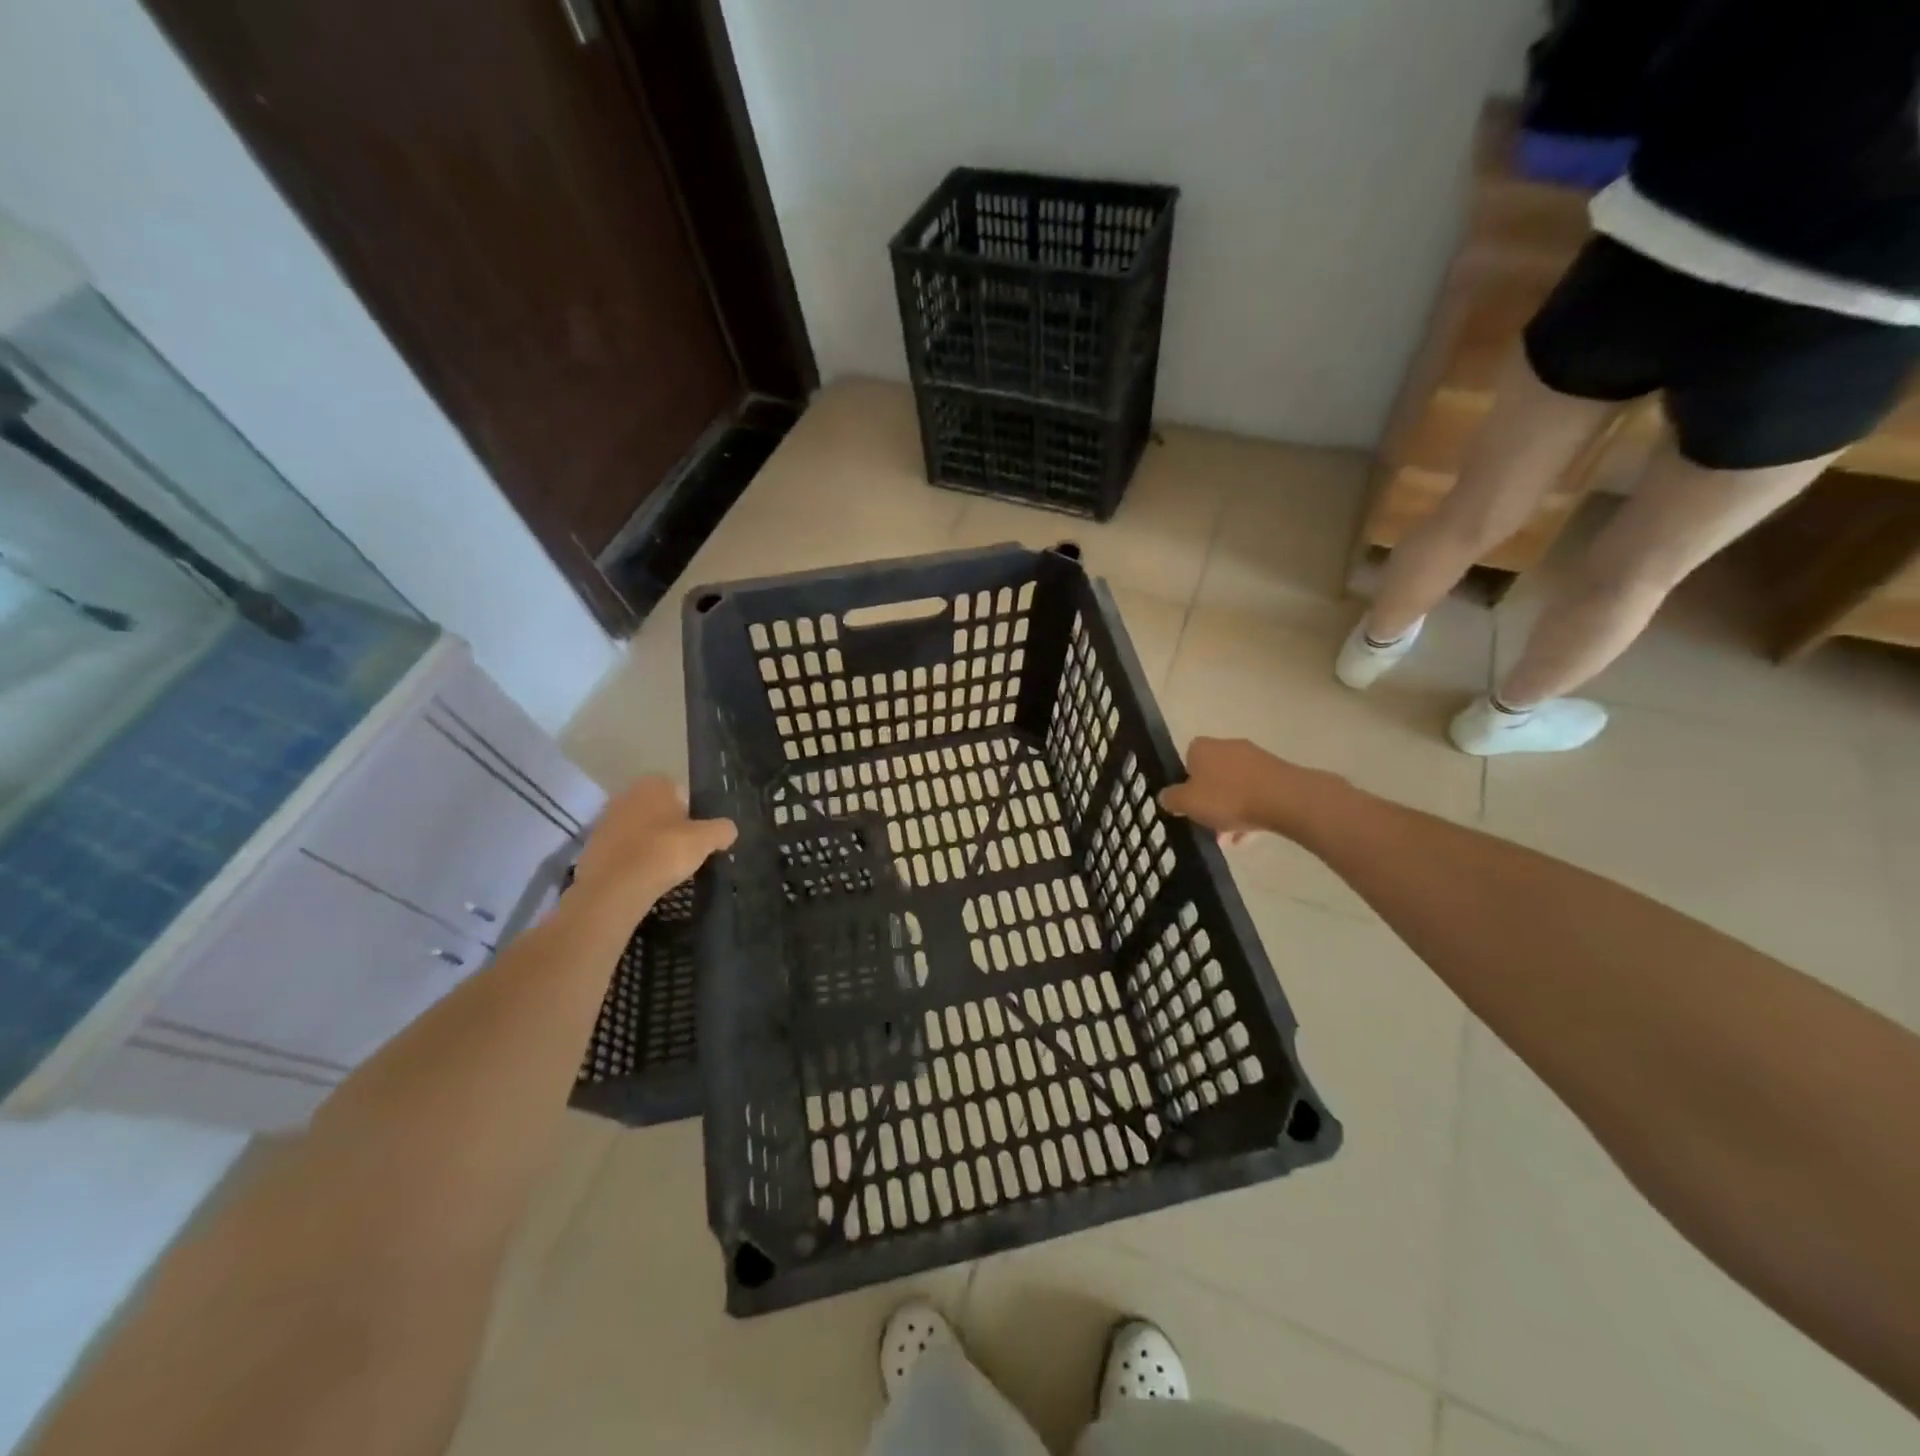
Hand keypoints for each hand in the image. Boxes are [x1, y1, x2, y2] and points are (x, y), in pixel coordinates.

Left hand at [572, 776, 735, 915]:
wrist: (614, 887)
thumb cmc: (664, 851)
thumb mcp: (706, 840)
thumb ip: (722, 830)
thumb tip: (729, 831)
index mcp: (655, 784)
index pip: (682, 792)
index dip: (693, 814)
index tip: (698, 836)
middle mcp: (627, 794)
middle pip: (658, 810)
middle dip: (670, 827)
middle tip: (683, 852)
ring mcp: (605, 819)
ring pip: (639, 829)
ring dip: (649, 843)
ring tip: (663, 868)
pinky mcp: (592, 846)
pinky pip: (622, 849)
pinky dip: (632, 860)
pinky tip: (642, 877)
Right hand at [1159, 737, 1342, 844]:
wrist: (1283, 799)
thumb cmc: (1227, 798)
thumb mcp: (1188, 802)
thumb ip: (1171, 799)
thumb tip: (1164, 796)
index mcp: (1202, 748)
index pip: (1187, 759)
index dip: (1185, 782)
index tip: (1188, 804)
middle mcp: (1228, 746)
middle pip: (1212, 775)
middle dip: (1209, 800)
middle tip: (1207, 824)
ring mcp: (1255, 759)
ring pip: (1235, 787)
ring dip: (1230, 810)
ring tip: (1229, 838)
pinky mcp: (1277, 774)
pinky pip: (1256, 793)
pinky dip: (1250, 811)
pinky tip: (1249, 836)